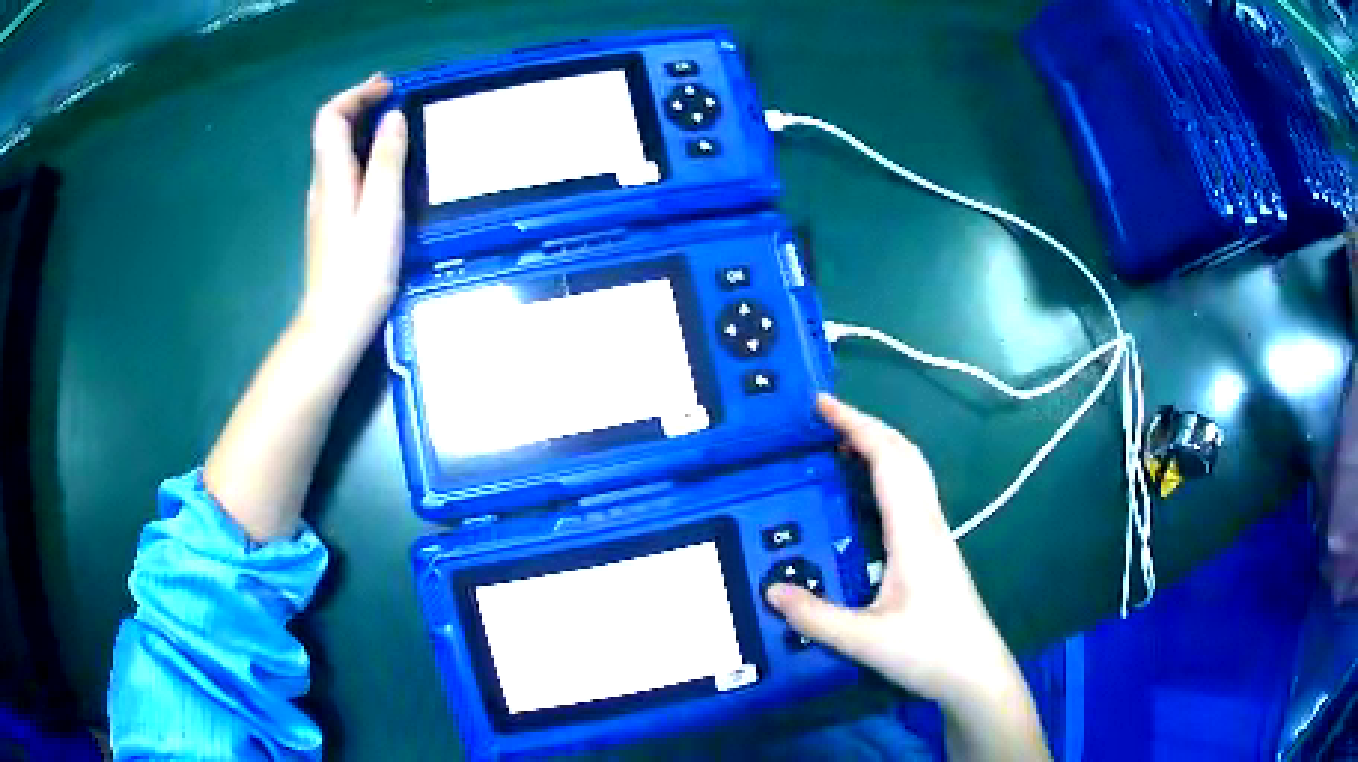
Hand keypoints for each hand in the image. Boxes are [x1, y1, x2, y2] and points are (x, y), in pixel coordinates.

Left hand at [299, 75, 407, 346]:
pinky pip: (343, 170)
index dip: (356, 94)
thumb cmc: (360, 271)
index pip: (330, 117)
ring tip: (396, 124)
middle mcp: (322, 183)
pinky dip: (363, 153)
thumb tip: (392, 118)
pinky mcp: (331, 221)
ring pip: (337, 150)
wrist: (333, 325)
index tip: (389, 88)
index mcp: (332, 176)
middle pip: (331, 130)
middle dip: (360, 105)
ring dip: (363, 127)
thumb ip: (387, 162)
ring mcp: (324, 204)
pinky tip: (384, 165)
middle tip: (397, 98)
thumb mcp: (382, 212)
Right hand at [766, 395, 1018, 708]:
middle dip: (866, 425)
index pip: (887, 459)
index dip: (856, 424)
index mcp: (913, 531)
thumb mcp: (863, 640)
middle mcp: (927, 522)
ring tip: (837, 444)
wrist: (974, 672)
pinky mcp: (933, 549)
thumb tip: (771, 589)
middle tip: (823, 417)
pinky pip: (908, 494)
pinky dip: (884, 474)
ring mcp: (934, 534)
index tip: (821, 404)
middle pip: (903, 455)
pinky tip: (863, 494)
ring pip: (910, 472)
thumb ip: (815, 616)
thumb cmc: (928, 651)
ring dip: (877, 447)